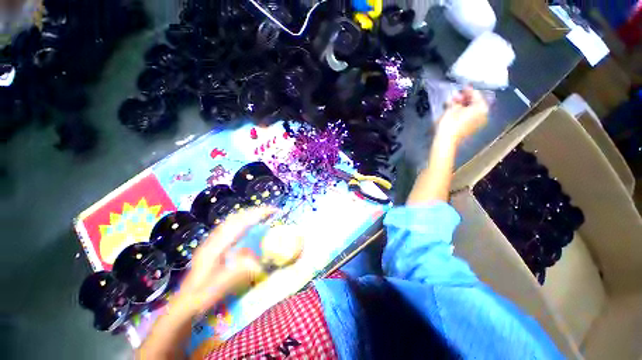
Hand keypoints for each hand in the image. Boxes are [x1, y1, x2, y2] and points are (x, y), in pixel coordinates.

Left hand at [170, 207, 275, 317]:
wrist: (184, 303)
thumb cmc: (202, 296)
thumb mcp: (220, 288)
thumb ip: (238, 273)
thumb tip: (258, 261)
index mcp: (216, 247)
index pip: (239, 224)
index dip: (257, 214)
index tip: (273, 211)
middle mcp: (213, 239)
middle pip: (236, 218)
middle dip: (254, 211)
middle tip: (271, 211)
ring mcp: (211, 241)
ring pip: (232, 220)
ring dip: (248, 215)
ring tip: (262, 215)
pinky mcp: (212, 245)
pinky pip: (229, 226)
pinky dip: (241, 221)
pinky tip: (246, 226)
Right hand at [437, 87, 488, 144]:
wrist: (446, 140)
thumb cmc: (450, 123)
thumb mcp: (452, 108)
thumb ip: (456, 101)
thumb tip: (456, 97)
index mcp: (481, 107)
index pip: (476, 95)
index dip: (468, 90)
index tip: (463, 86)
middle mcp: (483, 114)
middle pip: (475, 103)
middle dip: (465, 99)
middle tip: (456, 95)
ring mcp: (478, 122)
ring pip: (472, 110)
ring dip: (463, 106)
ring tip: (453, 103)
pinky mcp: (471, 128)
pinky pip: (469, 117)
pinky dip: (463, 113)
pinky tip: (455, 111)